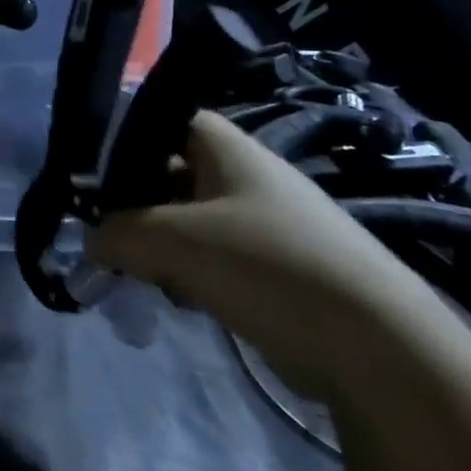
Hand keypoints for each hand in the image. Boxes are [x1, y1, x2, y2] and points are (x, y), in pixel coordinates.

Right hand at [85, 111, 465, 404]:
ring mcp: (267, 225)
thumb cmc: (266, 266)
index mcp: (228, 150)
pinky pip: (217, 258)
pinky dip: (193, 274)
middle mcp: (248, 178)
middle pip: (171, 174)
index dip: (128, 139)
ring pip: (190, 221)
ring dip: (162, 246)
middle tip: (110, 236)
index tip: (97, 177)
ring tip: (144, 274)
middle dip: (137, 205)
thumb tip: (91, 241)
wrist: (379, 351)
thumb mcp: (173, 240)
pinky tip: (184, 300)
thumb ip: (117, 233)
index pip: (165, 119)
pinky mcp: (279, 271)